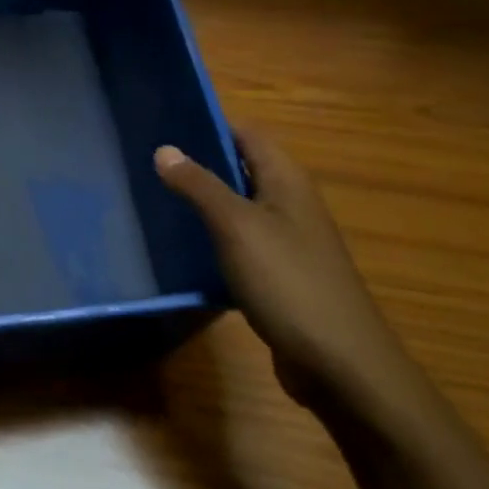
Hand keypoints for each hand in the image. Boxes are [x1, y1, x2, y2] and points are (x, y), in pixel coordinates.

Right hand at [155, 126, 419, 411]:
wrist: (339, 362)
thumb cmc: (288, 281)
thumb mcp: (236, 227)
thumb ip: (200, 186)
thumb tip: (165, 149)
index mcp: (287, 181)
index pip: (247, 134)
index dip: (209, 126)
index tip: (163, 128)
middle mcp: (291, 204)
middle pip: (242, 171)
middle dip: (200, 166)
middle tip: (149, 167)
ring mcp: (288, 242)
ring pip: (239, 211)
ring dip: (205, 207)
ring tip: (156, 204)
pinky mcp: (281, 277)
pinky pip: (242, 247)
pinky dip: (215, 244)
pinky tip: (184, 253)